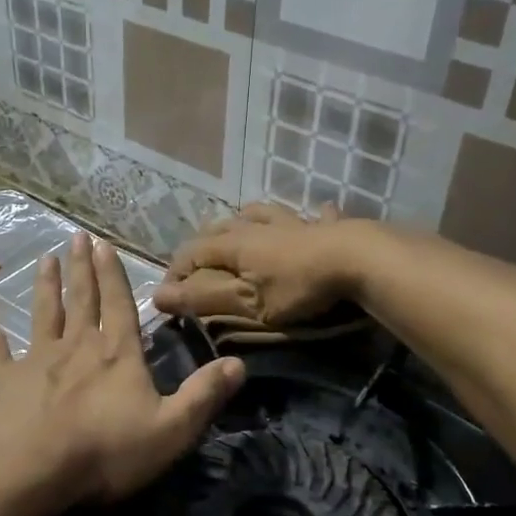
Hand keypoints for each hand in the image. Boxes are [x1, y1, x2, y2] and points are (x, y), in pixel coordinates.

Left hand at [0, 231, 244, 511]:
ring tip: (44, 257)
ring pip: (43, 314)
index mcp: (116, 355)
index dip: (114, 275)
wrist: (26, 472)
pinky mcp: (0, 381)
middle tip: (76, 236)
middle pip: (81, 300)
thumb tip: (239, 364)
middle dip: (81, 269)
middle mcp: (76, 348)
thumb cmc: (103, 452)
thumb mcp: (171, 430)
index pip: (119, 306)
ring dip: (45, 286)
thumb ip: (204, 396)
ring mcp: (34, 361)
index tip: (104, 244)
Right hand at [153, 203, 366, 329]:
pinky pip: (313, 216)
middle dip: (203, 245)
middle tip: (197, 265)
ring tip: (241, 230)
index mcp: (235, 244)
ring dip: (245, 221)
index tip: (168, 297)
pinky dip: (310, 218)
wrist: (358, 261)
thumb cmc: (297, 287)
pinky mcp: (324, 226)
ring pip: (260, 212)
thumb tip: (158, 297)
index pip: (192, 252)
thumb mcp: (247, 303)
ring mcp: (293, 222)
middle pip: (221, 227)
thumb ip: (204, 299)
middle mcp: (258, 226)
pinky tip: (316, 216)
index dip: (175, 273)